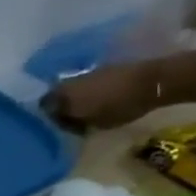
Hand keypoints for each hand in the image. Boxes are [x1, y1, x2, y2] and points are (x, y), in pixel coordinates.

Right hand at [42, 62, 161, 131]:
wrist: (152, 81)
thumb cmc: (121, 107)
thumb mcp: (94, 124)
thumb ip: (74, 123)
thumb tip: (65, 122)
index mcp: (63, 96)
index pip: (44, 108)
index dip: (48, 119)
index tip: (59, 127)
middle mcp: (68, 82)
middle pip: (54, 96)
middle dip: (59, 107)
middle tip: (70, 119)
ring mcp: (84, 74)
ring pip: (69, 89)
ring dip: (73, 99)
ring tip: (84, 110)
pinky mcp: (100, 68)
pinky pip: (84, 83)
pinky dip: (86, 92)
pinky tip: (96, 99)